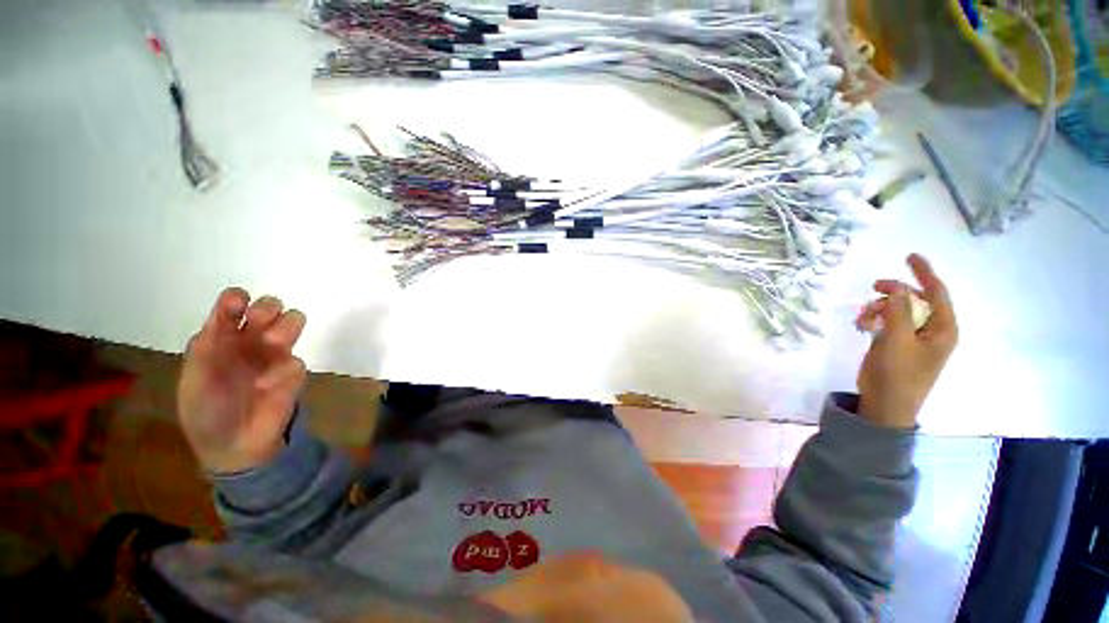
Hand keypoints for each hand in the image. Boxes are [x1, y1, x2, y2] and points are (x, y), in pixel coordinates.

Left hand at [178, 288, 307, 473]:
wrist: (230, 447)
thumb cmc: (204, 411)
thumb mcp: (193, 379)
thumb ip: (204, 349)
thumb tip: (222, 323)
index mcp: (222, 338)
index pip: (233, 306)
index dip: (236, 299)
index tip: (237, 304)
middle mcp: (251, 341)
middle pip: (270, 307)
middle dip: (268, 308)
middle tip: (260, 322)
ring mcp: (275, 356)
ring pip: (294, 322)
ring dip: (285, 327)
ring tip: (273, 343)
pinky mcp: (294, 375)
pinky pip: (296, 362)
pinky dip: (281, 372)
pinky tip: (265, 387)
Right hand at [855, 254, 957, 427]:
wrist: (885, 406)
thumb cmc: (896, 375)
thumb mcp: (896, 341)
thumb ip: (897, 312)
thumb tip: (896, 287)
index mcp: (943, 329)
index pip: (937, 293)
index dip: (924, 272)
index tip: (909, 256)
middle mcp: (933, 330)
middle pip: (917, 299)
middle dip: (894, 292)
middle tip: (872, 287)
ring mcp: (915, 339)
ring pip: (899, 310)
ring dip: (880, 308)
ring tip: (862, 318)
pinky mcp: (898, 345)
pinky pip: (889, 322)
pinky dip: (876, 319)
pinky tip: (862, 325)